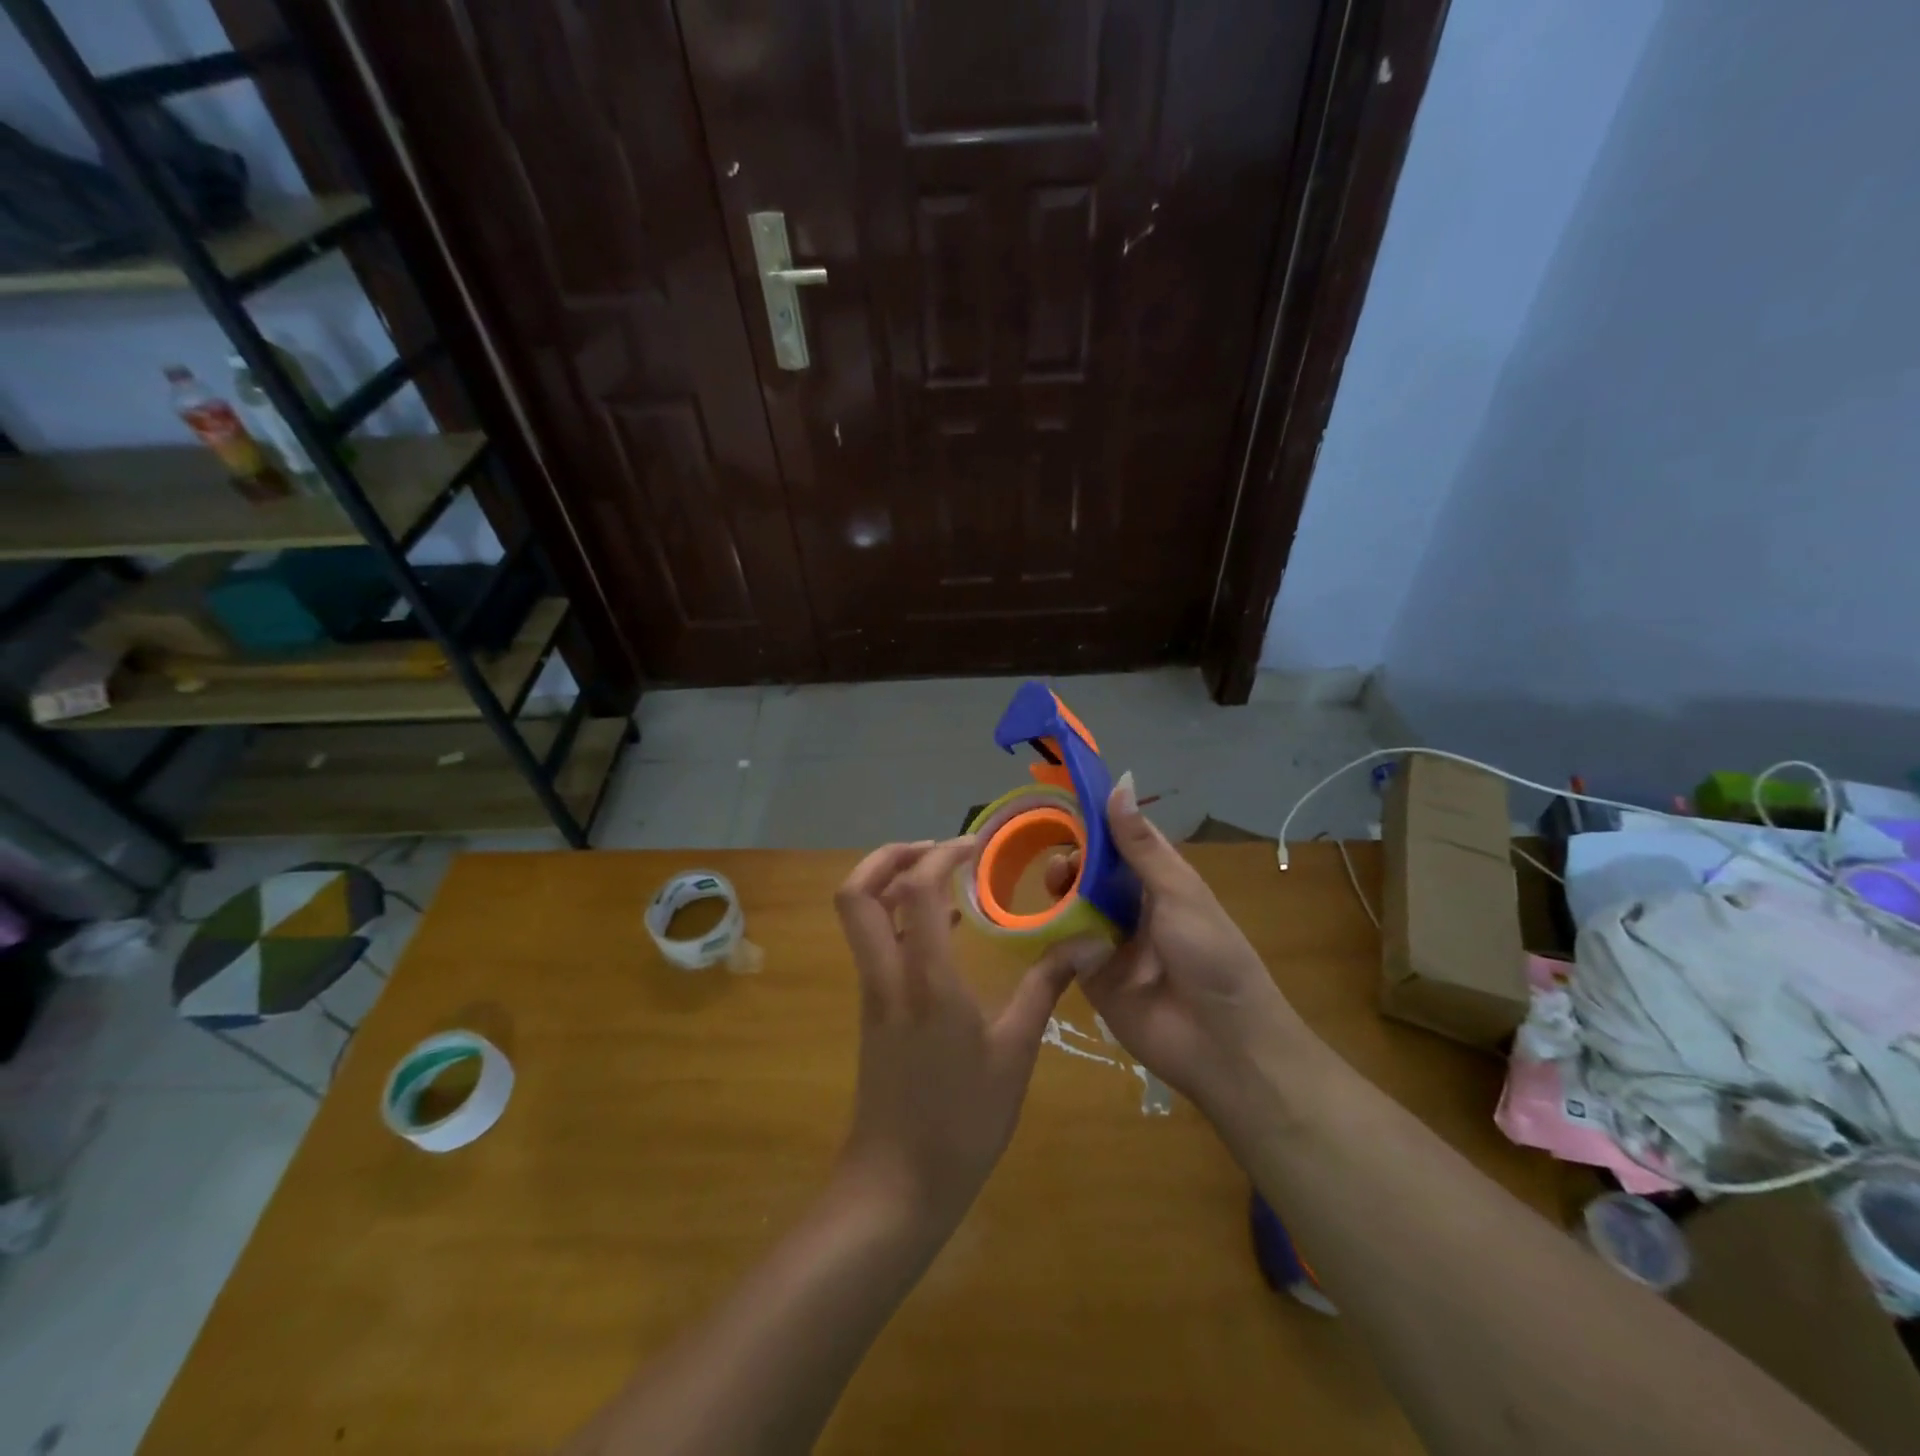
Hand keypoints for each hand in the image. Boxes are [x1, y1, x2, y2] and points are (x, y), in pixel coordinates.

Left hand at [832, 837, 1078, 1237]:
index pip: (916, 890)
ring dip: (892, 882)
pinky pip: (875, 943)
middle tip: (939, 849)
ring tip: (946, 877)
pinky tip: (945, 928)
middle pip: (855, 892)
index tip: (977, 844)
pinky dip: (899, 917)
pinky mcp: (872, 1009)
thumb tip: (1086, 944)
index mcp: (925, 981)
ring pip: (859, 916)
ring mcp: (873, 992)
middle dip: (889, 855)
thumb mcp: (1015, 1055)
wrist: (896, 1188)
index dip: (942, 853)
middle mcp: (887, 975)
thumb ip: (1044, 990)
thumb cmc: (962, 1123)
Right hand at [1047, 774, 1307, 1118]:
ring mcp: (1110, 940)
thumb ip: (1140, 845)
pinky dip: (1054, 933)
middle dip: (1072, 860)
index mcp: (1158, 881)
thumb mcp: (1179, 893)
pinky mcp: (1090, 975)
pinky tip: (1047, 923)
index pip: (1119, 841)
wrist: (1223, 1044)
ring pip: (1074, 905)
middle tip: (1061, 865)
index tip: (1062, 803)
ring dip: (1061, 892)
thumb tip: (1120, 783)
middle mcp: (1132, 905)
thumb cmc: (1212, 956)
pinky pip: (1064, 946)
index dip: (1093, 822)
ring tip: (1054, 887)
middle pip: (1091, 871)